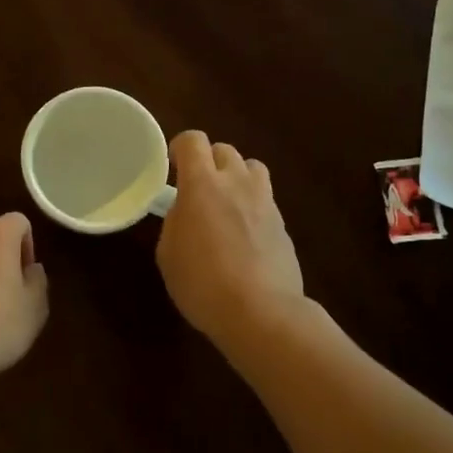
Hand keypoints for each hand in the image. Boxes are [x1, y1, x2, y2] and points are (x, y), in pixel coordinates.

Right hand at [156, 131, 304, 345]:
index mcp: (202, 184)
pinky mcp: (283, 224)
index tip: (173, 165)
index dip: (180, 146)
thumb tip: (186, 211)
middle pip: (225, 150)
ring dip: (237, 176)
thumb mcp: (169, 253)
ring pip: (252, 168)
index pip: (193, 141)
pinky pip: (265, 199)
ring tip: (226, 203)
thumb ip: (175, 221)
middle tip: (198, 188)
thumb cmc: (203, 283)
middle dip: (209, 161)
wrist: (261, 311)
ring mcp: (265, 201)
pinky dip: (252, 206)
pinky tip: (244, 234)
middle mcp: (237, 183)